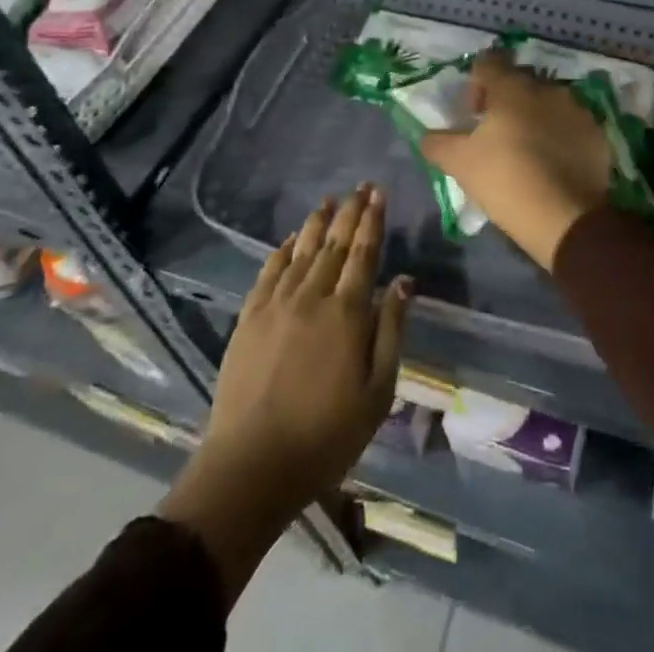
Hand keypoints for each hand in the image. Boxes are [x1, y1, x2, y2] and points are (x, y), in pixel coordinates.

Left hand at [161, 187, 409, 604]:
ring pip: (302, 251)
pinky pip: (269, 272)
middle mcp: (312, 297)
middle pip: (335, 244)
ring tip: (329, 199)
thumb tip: (404, 281)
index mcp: (347, 314)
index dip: (373, 221)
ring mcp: (276, 305)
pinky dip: (283, 250)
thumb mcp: (377, 393)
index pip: (364, 254)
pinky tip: (292, 239)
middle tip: (360, 186)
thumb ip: (391, 331)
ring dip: (318, 223)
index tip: (379, 194)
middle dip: (350, 212)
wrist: (252, 466)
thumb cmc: (326, 437)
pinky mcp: (249, 318)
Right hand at [420, 50, 612, 269]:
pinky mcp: (597, 134)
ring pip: (548, 103)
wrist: (566, 218)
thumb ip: (438, 143)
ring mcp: (576, 109)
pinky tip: (552, 164)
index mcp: (512, 87)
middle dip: (506, 101)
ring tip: (526, 151)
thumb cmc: (506, 180)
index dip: (476, 83)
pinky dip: (560, 136)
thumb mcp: (460, 163)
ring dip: (534, 118)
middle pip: (519, 83)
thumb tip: (428, 135)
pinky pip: (571, 125)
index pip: (488, 63)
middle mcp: (547, 88)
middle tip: (496, 134)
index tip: (472, 114)